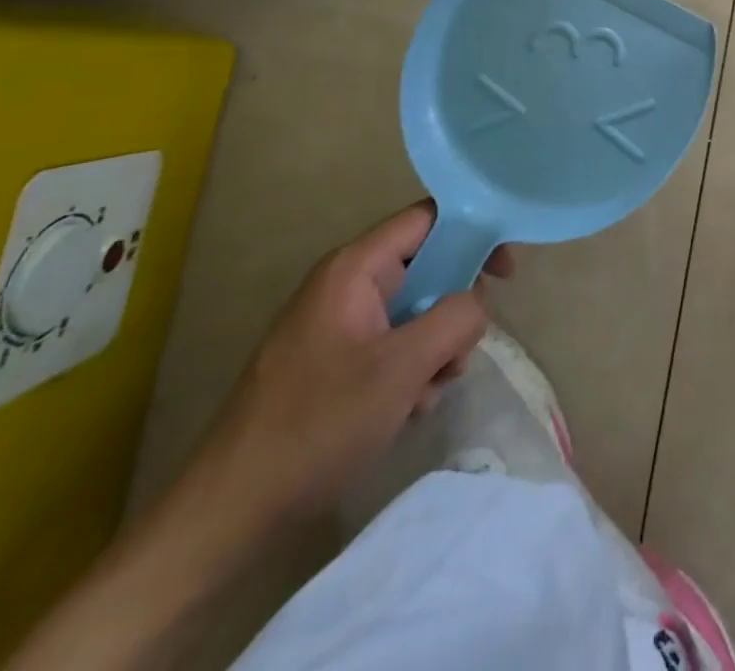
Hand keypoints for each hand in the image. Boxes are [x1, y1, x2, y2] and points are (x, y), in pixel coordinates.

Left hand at [191, 203, 514, 526]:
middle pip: (428, 268)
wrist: (228, 514)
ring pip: (416, 311)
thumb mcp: (403, 367)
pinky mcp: (334, 361)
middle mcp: (346, 285)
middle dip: (453, 309)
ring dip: (434, 348)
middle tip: (459, 351)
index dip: (475, 233)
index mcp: (354, 268)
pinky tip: (403, 409)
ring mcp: (338, 325)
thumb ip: (456, 318)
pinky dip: (410, 370)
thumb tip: (475, 303)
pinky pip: (393, 344)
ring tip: (423, 393)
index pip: (429, 219)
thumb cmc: (317, 426)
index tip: (505, 272)